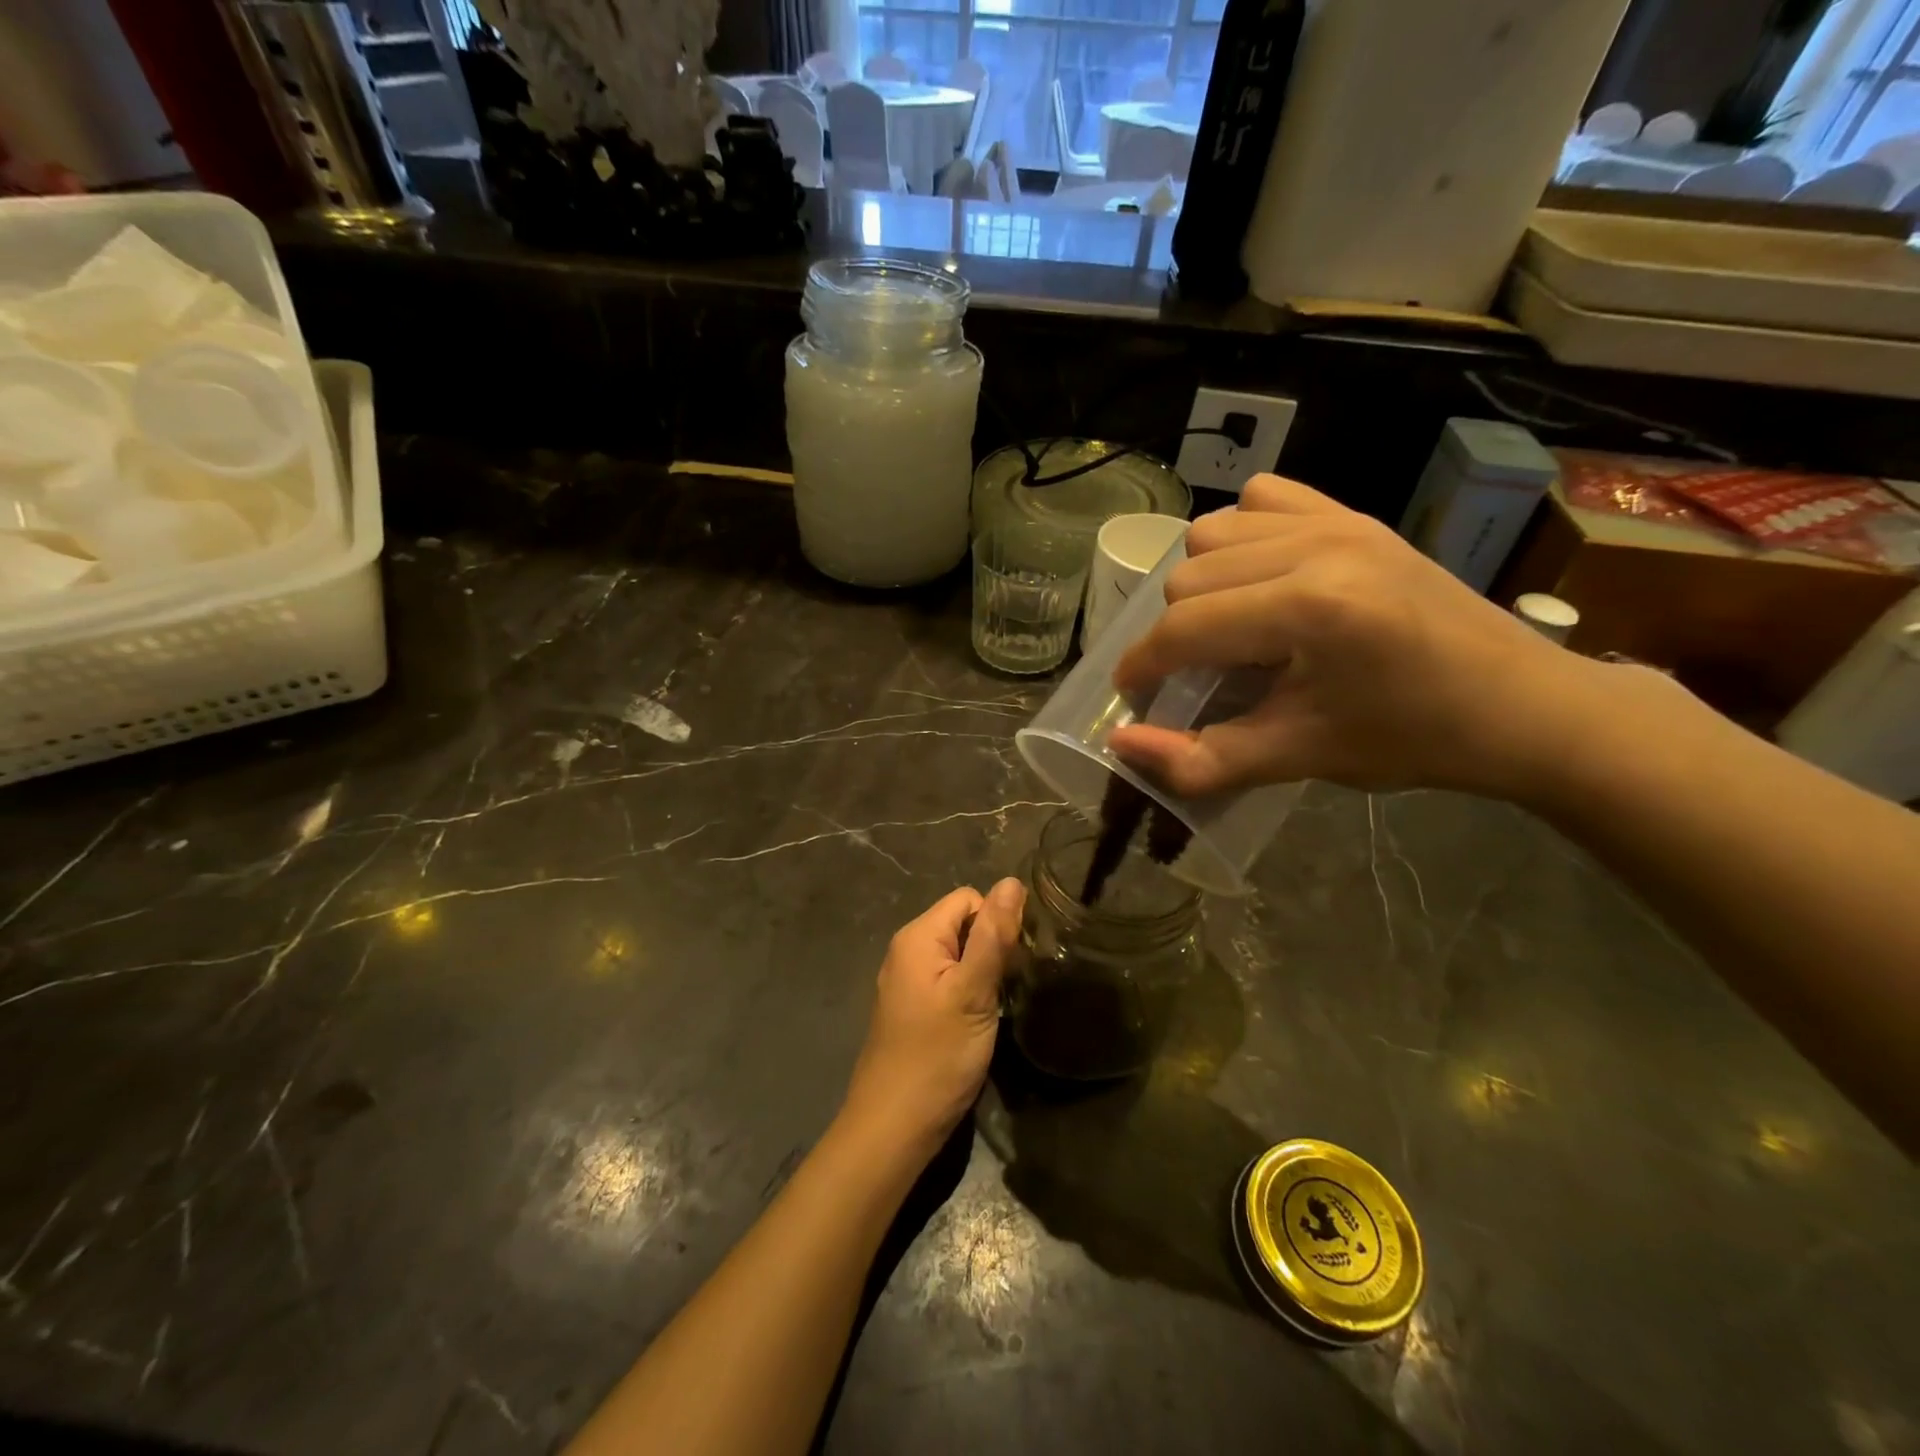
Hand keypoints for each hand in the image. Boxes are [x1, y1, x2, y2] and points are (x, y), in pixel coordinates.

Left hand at [841, 878, 1026, 1160]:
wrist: (893, 1127)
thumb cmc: (936, 1056)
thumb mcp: (973, 992)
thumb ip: (993, 935)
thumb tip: (1012, 881)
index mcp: (918, 936)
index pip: (969, 899)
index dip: (997, 922)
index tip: (1016, 961)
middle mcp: (907, 949)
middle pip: (962, 924)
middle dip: (992, 946)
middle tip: (1010, 986)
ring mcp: (906, 980)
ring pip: (957, 954)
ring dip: (982, 971)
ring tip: (998, 1004)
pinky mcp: (912, 1008)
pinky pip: (946, 980)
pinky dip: (967, 991)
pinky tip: (978, 1020)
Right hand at [1110, 474, 1592, 798]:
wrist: (1521, 705)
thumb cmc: (1412, 739)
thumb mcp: (1299, 757)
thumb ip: (1202, 759)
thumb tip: (1120, 745)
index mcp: (1309, 609)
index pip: (1185, 627)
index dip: (1143, 666)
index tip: (1132, 696)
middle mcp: (1317, 546)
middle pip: (1189, 575)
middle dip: (1175, 633)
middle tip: (1199, 676)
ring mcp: (1338, 520)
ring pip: (1213, 532)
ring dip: (1202, 583)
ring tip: (1229, 627)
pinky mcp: (1354, 513)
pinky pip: (1262, 498)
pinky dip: (1240, 534)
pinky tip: (1259, 576)